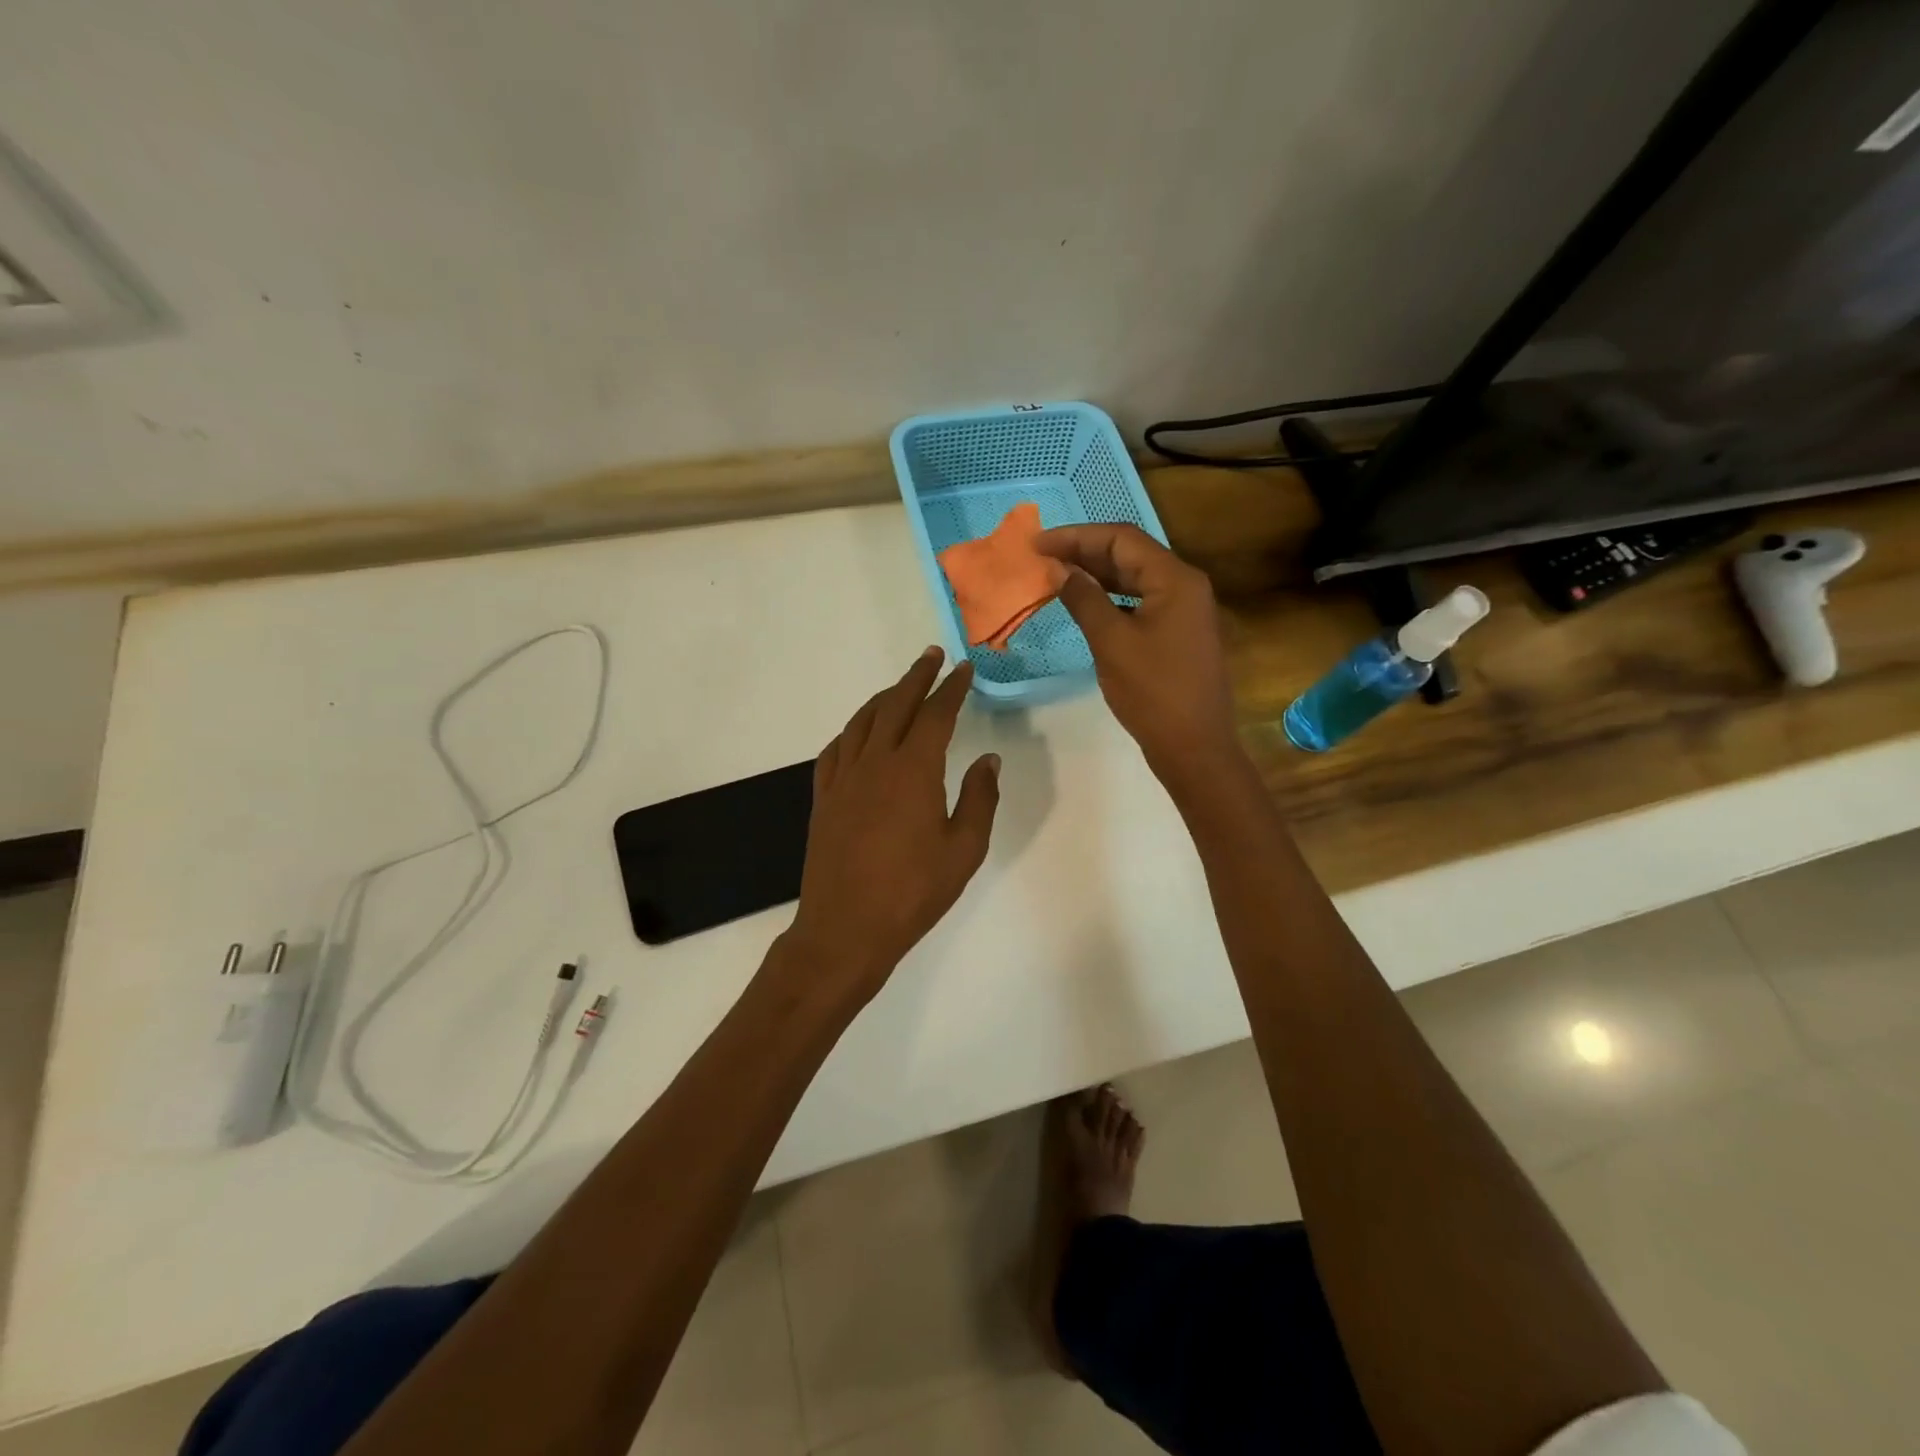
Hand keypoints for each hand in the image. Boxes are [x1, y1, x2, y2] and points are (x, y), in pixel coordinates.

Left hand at [784, 648, 1000, 1006]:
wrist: (845, 929)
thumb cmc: (912, 892)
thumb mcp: (964, 850)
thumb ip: (979, 798)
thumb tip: (988, 759)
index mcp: (913, 771)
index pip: (935, 715)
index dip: (951, 688)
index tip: (963, 669)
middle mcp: (874, 763)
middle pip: (895, 705)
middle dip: (916, 677)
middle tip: (931, 657)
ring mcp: (843, 779)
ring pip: (862, 722)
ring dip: (883, 698)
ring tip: (900, 687)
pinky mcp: (823, 798)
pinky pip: (836, 749)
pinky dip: (853, 731)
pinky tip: (859, 733)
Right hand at [1035, 524, 1238, 777]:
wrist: (1194, 746)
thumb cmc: (1153, 693)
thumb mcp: (1111, 642)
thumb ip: (1084, 599)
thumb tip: (1059, 570)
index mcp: (1175, 579)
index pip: (1121, 539)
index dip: (1076, 536)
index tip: (1037, 544)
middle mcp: (1184, 585)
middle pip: (1130, 554)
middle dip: (1084, 552)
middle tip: (1041, 557)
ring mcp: (1184, 609)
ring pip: (1134, 578)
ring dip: (1096, 574)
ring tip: (1055, 575)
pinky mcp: (1178, 631)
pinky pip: (1140, 601)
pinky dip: (1111, 597)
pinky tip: (1085, 603)